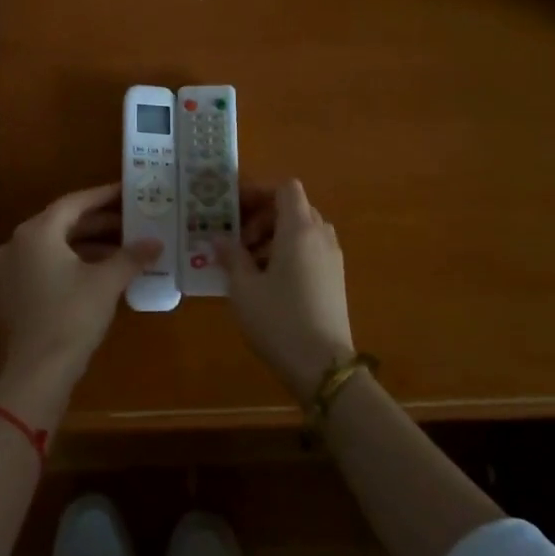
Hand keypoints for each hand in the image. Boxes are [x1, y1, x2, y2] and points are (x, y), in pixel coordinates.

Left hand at [0, 182, 160, 388]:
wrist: (36, 373)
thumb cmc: (72, 317)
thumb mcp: (107, 283)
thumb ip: (131, 257)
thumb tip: (155, 242)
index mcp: (36, 232)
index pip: (74, 203)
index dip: (103, 197)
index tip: (126, 191)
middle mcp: (15, 244)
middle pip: (61, 224)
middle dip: (97, 224)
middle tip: (129, 223)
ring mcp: (7, 271)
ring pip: (50, 248)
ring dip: (83, 247)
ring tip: (118, 251)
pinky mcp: (7, 296)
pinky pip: (39, 269)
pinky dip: (65, 267)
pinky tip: (90, 276)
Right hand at [217, 179, 355, 397]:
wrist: (324, 367)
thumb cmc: (278, 319)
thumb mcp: (243, 288)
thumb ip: (231, 257)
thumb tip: (219, 239)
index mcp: (298, 229)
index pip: (284, 188)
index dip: (259, 192)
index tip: (234, 210)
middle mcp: (320, 236)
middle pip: (293, 207)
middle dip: (262, 217)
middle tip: (237, 240)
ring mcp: (332, 258)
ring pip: (302, 230)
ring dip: (274, 236)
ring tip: (249, 263)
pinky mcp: (335, 279)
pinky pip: (310, 250)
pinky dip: (289, 252)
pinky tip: (268, 281)